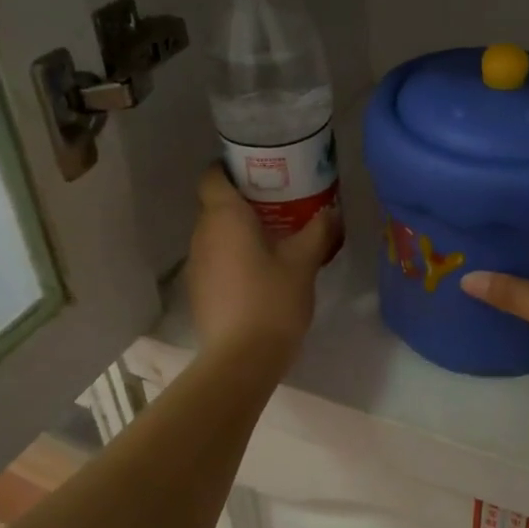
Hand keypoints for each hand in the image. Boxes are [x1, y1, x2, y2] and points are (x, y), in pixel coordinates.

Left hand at [188, 165, 336, 361]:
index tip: (259, 172)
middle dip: (244, 200)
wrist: (242, 358)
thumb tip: (332, 210)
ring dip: (239, 231)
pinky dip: (234, 255)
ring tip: (274, 237)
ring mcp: (196, 264)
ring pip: (216, 233)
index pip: (213, 176)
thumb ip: (318, 230)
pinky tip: (260, 270)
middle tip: (280, 203)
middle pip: (216, 204)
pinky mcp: (198, 289)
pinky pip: (215, 258)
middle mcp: (202, 234)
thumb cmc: (272, 299)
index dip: (231, 169)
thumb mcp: (304, 261)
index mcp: (224, 217)